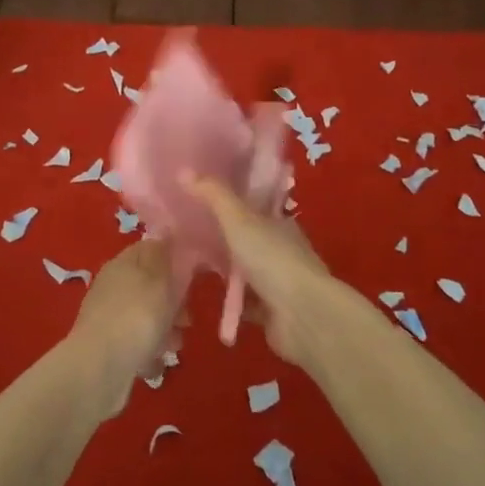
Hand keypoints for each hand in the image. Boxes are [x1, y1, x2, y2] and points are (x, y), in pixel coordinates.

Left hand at [68, 239, 178, 419]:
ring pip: (146, 316)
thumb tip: (164, 233)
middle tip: (186, 319)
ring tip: (174, 346)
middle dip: (173, 303)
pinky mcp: (108, 345)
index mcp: (122, 264)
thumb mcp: (157, 280)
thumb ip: (163, 256)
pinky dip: (148, 351)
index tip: (193, 275)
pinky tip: (154, 363)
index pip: (149, 249)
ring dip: (165, 330)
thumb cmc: (136, 317)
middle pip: (151, 286)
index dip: (173, 258)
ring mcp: (109, 316)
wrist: (100, 368)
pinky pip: (137, 342)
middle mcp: (113, 286)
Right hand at [187, 178, 347, 371]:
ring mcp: (278, 282)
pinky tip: (205, 296)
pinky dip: (229, 301)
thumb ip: (213, 195)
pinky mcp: (271, 311)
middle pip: (247, 239)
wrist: (301, 315)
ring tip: (190, 265)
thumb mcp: (239, 220)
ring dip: (225, 271)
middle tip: (186, 235)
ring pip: (245, 271)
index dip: (230, 203)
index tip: (201, 201)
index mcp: (279, 223)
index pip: (253, 207)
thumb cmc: (272, 259)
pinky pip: (244, 302)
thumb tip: (183, 170)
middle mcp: (281, 249)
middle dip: (222, 238)